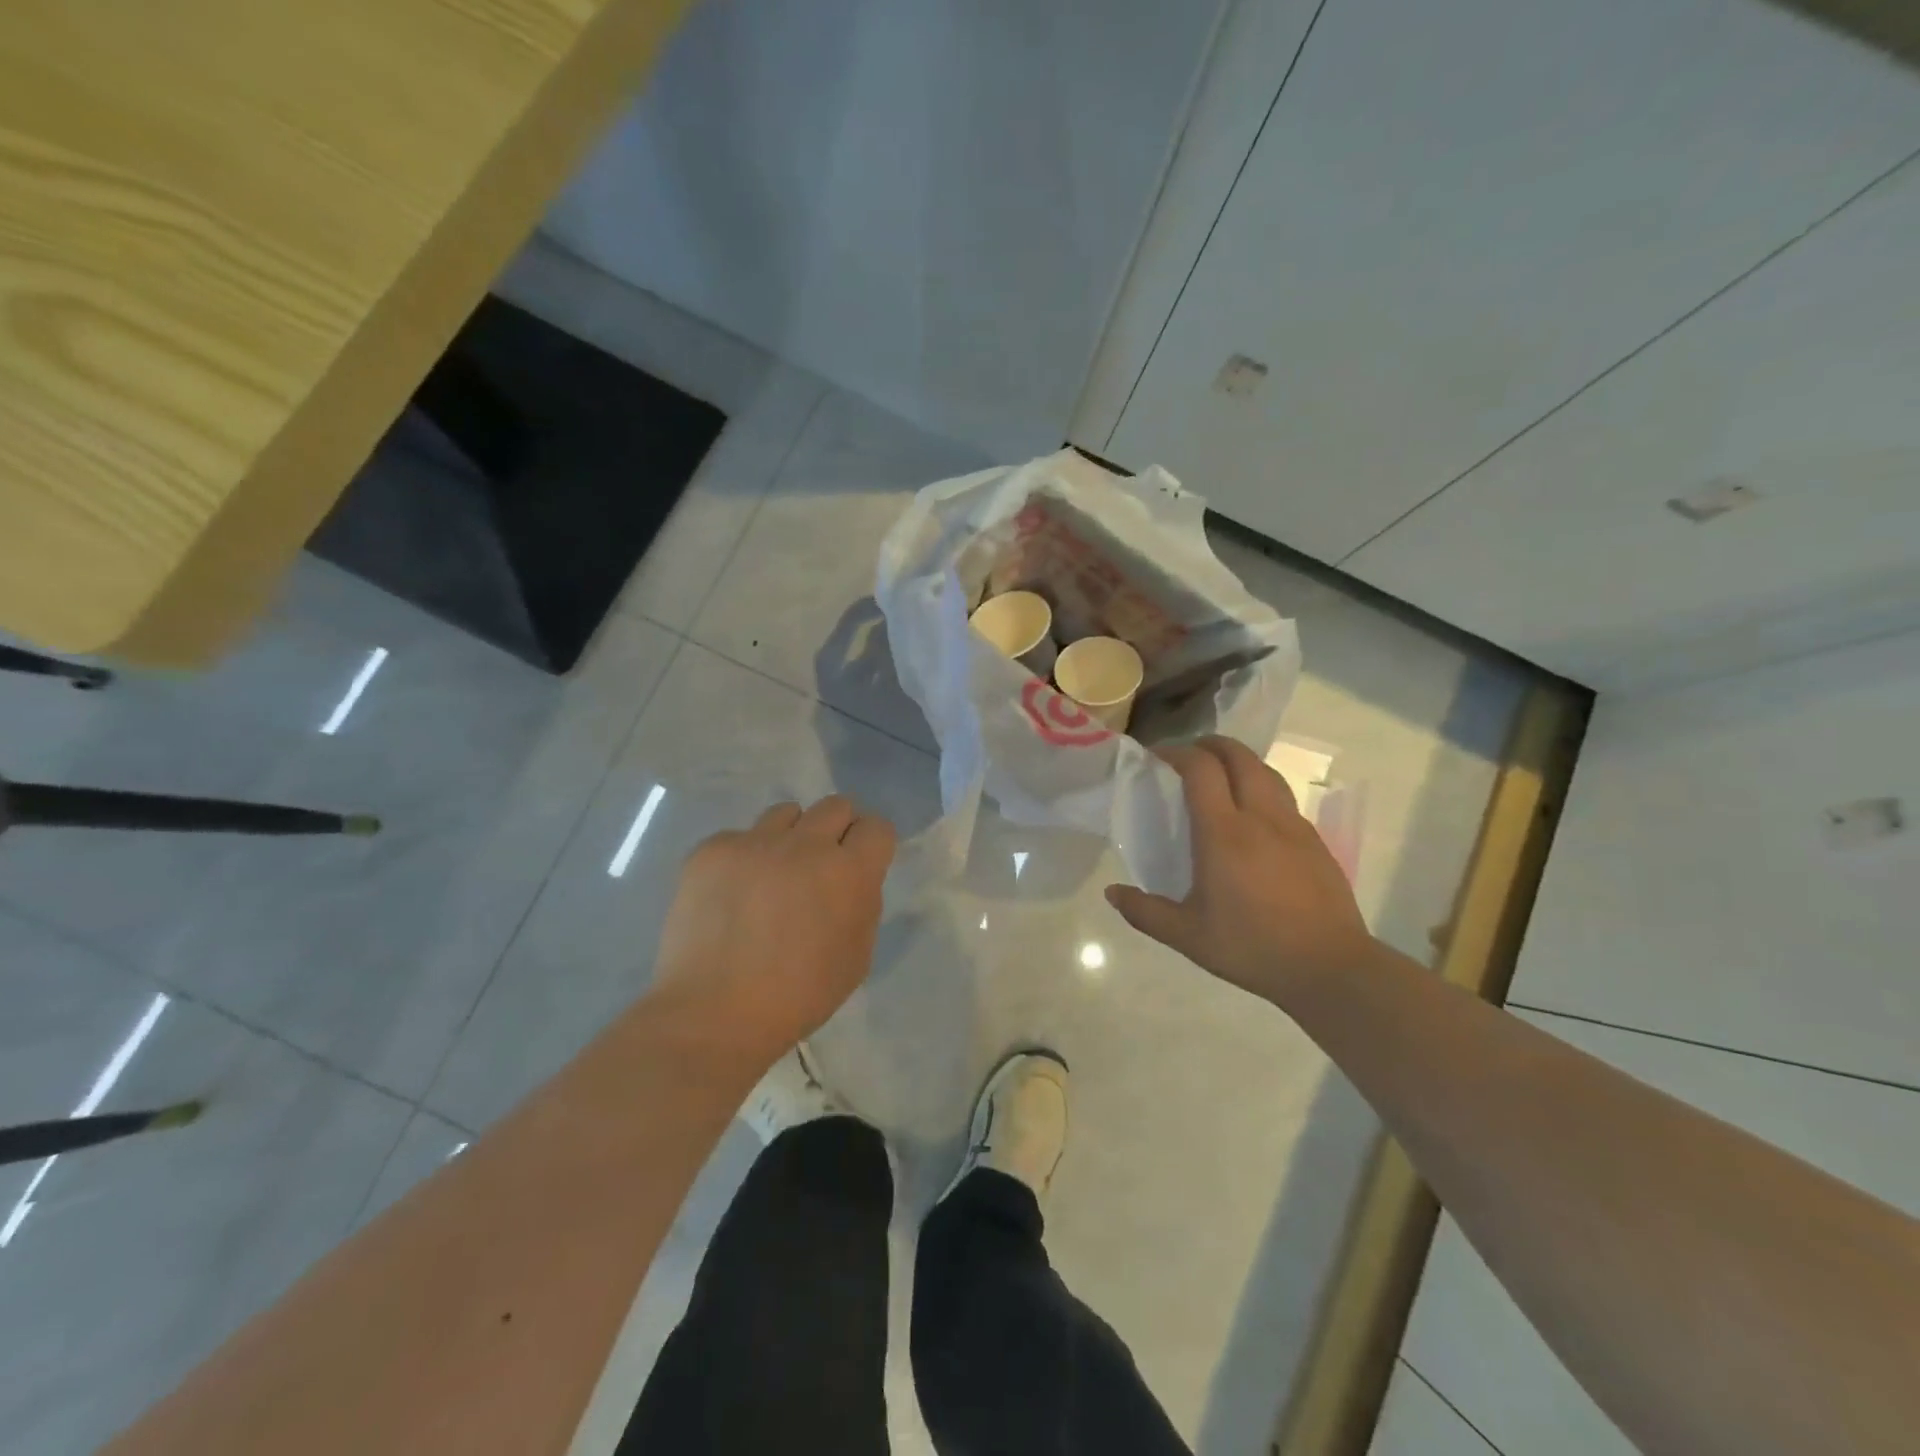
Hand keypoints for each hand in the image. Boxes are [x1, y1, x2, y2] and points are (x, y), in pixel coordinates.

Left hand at [652, 796, 896, 1063]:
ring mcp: (754, 842)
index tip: (861, 864)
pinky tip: (732, 896)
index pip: (877, 826)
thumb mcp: (856, 956)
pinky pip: (739, 838)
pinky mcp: (712, 850)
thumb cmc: (798, 996)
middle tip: (819, 867)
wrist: (713, 1014)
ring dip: (790, 838)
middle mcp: (805, 844)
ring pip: (786, 813)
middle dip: (836, 831)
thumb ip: (862, 903)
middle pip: (835, 805)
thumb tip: (850, 877)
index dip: (871, 844)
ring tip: (772, 877)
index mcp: (849, 872)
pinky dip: (743, 860)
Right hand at [1106, 736, 1373, 1009]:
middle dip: (1210, 745)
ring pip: (1266, 772)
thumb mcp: (1188, 937)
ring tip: (1220, 777)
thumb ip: (1145, 912)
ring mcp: (1293, 826)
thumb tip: (1112, 893)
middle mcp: (1260, 817)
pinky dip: (1261, 789)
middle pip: (1238, 756)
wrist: (1330, 968)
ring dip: (1239, 762)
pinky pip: (1283, 798)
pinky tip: (1253, 818)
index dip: (1177, 752)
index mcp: (1224, 833)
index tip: (1157, 758)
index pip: (1201, 769)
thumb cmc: (1253, 948)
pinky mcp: (1314, 841)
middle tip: (1188, 756)